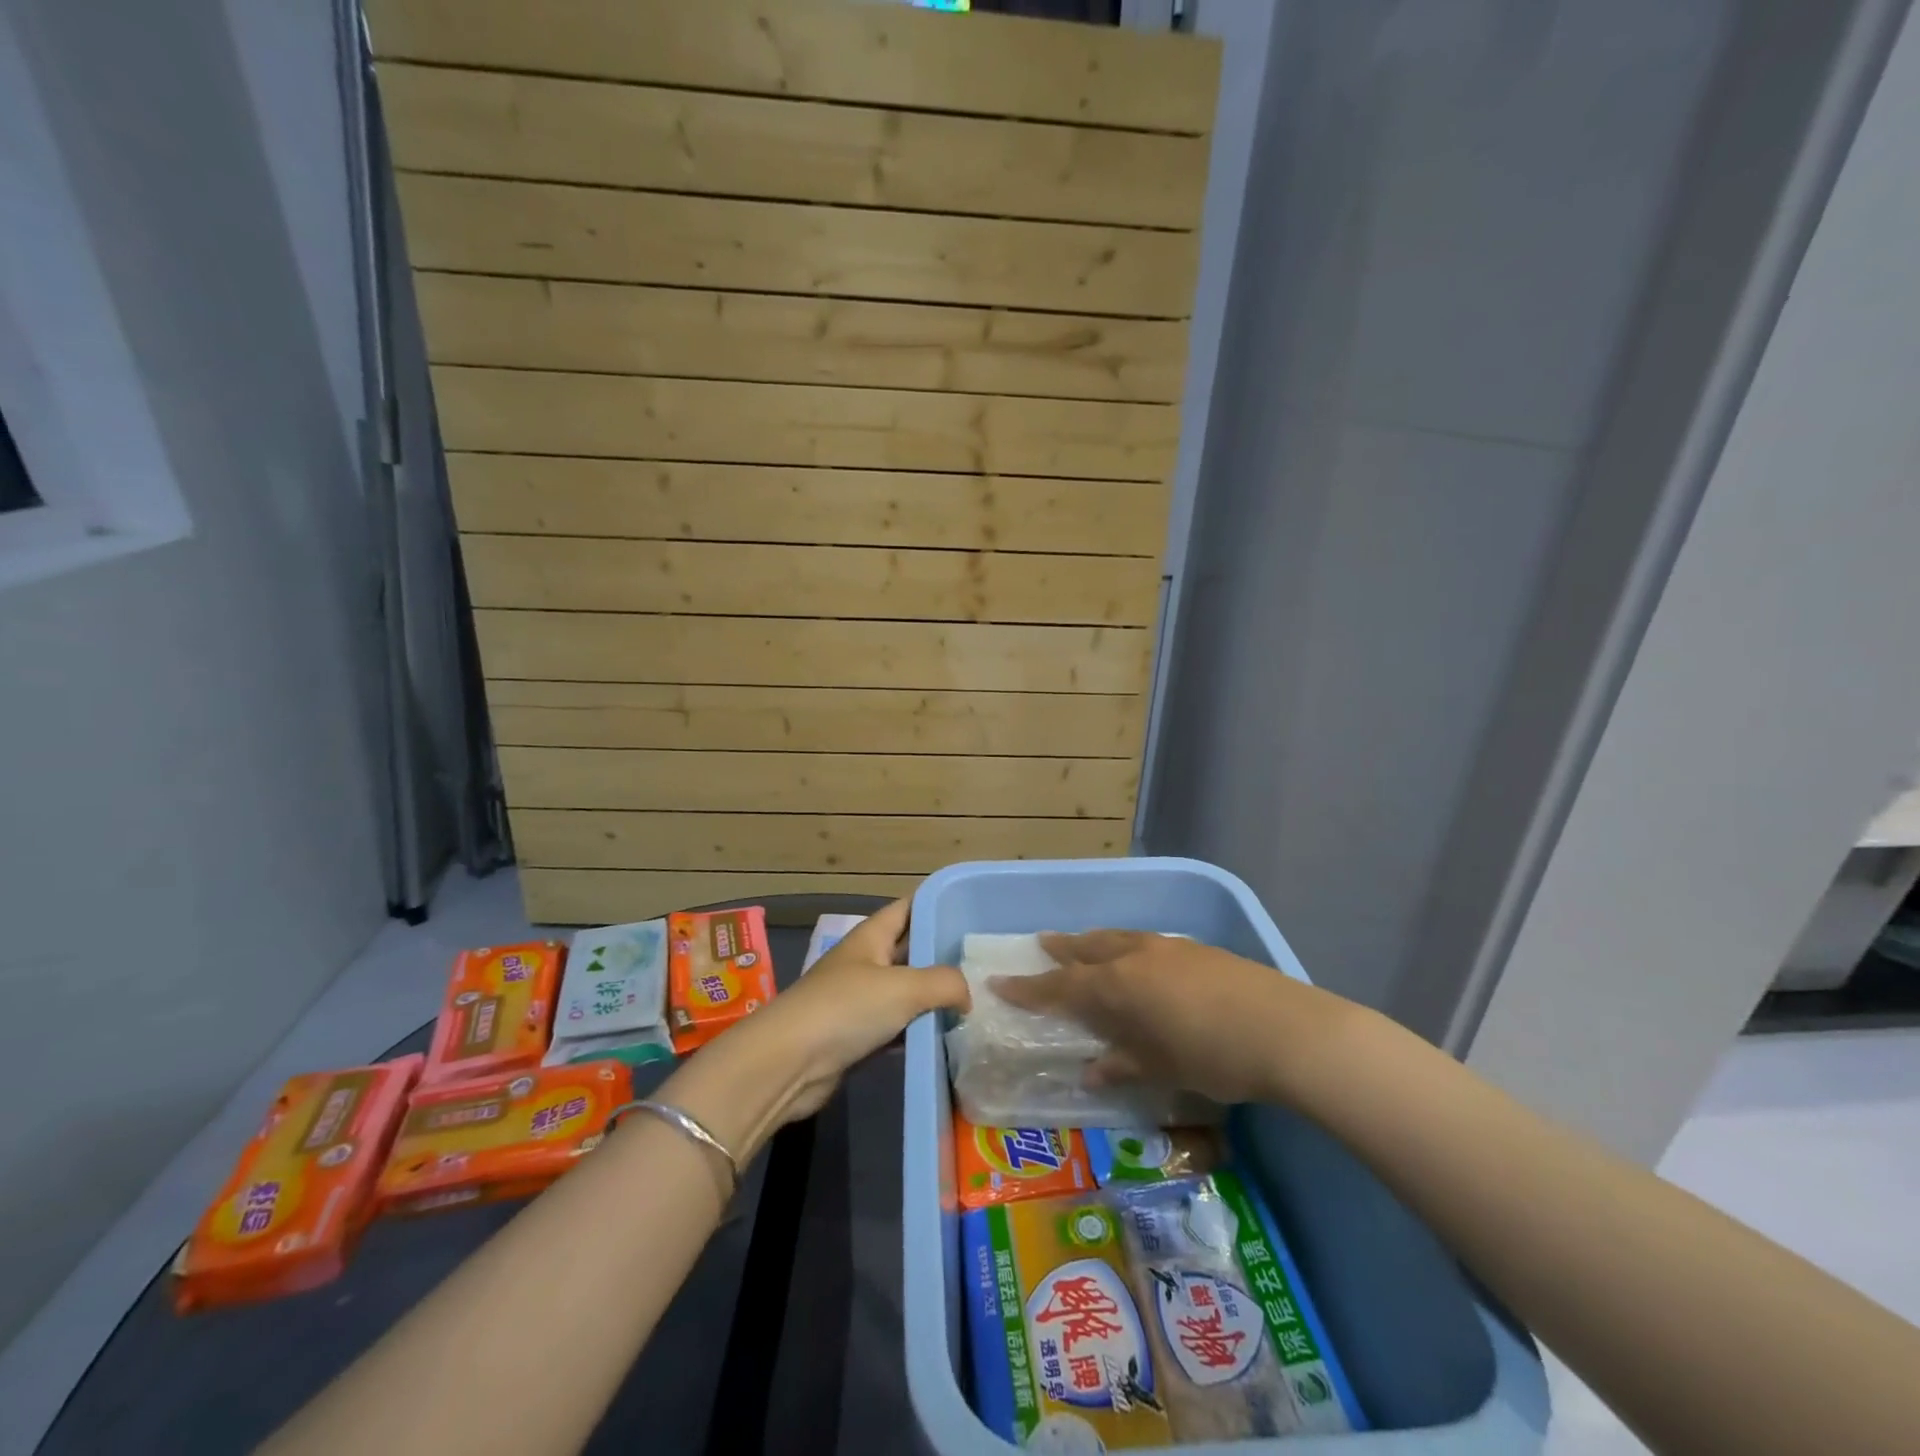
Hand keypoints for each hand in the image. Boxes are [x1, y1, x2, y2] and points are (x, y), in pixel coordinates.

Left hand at [668, 898, 967, 1157]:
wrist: (788, 1063)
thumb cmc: (845, 1008)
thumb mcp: (904, 987)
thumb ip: (945, 983)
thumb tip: (968, 994)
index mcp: (871, 936)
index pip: (908, 908)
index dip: (937, 905)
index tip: (971, 911)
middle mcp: (865, 961)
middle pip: (910, 950)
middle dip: (942, 955)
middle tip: (984, 963)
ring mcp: (858, 999)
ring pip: (905, 992)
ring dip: (933, 997)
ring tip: (976, 1001)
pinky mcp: (855, 1036)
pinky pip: (895, 1026)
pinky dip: (917, 1031)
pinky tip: (944, 1038)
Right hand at [991, 931, 1334, 1105]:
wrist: (1285, 1030)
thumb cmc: (1212, 1056)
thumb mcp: (1161, 1068)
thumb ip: (1123, 1064)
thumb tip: (1092, 1070)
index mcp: (1117, 986)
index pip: (1060, 986)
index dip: (1029, 988)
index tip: (1000, 983)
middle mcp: (1135, 957)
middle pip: (1087, 949)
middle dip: (1062, 950)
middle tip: (1042, 944)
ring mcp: (1168, 948)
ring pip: (1118, 939)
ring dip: (1095, 942)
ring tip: (1084, 944)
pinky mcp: (1197, 949)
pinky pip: (1147, 942)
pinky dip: (1130, 947)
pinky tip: (1141, 959)